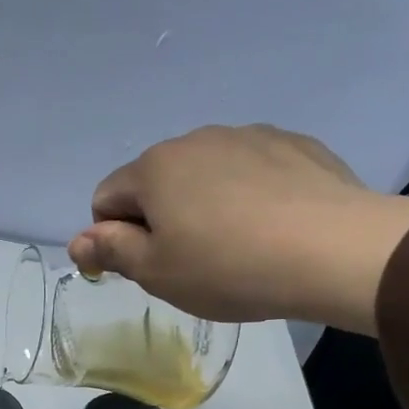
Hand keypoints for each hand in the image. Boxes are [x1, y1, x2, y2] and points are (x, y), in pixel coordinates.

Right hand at [67, 124, 408, 333]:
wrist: (332, 249)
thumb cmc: (226, 267)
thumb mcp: (156, 272)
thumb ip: (111, 251)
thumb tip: (77, 242)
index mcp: (154, 168)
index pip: (106, 199)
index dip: (114, 238)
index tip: (145, 268)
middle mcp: (196, 139)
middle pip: (156, 183)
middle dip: (159, 220)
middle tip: (189, 264)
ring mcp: (249, 136)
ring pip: (204, 174)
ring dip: (203, 205)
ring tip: (236, 248)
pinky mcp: (294, 144)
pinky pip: (250, 171)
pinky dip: (247, 195)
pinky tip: (271, 228)